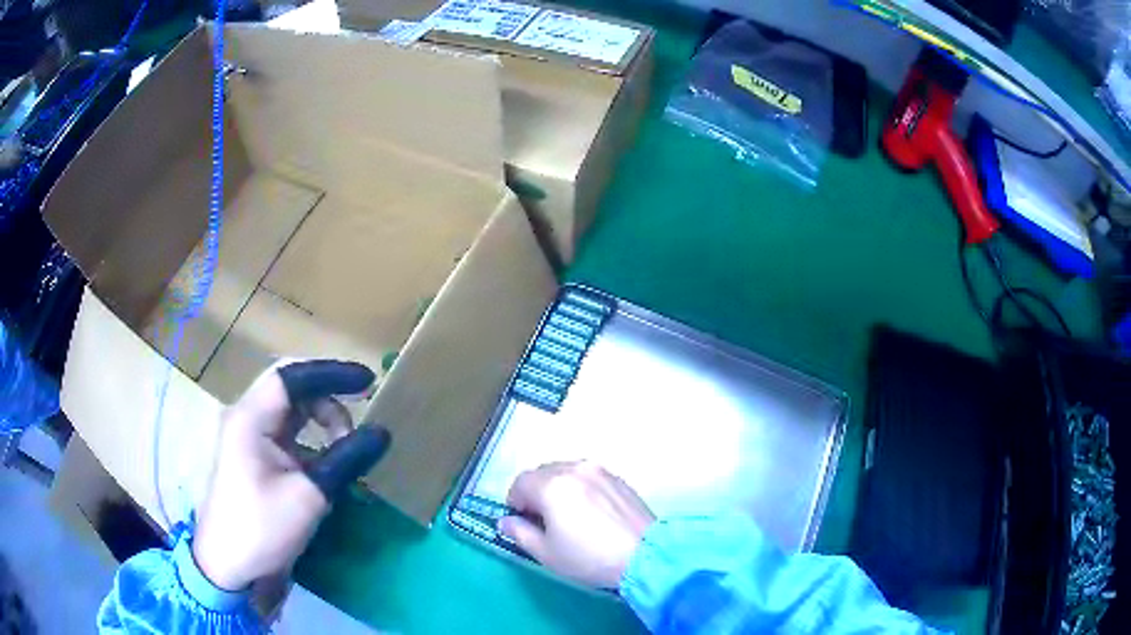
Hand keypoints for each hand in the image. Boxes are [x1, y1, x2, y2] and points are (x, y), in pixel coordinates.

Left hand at [192, 360, 390, 590]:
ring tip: (345, 447)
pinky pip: (288, 433)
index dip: (331, 373)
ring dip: (321, 419)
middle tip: (359, 421)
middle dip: (328, 398)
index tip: (368, 381)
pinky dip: (313, 439)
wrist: (228, 565)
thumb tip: (382, 433)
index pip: (292, 376)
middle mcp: (247, 418)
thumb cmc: (262, 528)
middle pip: (291, 388)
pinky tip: (329, 462)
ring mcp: (248, 437)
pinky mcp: (255, 457)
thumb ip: (345, 459)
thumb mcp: (309, 496)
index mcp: (251, 418)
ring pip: (290, 410)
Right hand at [500, 461, 654, 588]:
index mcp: (552, 485)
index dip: (515, 502)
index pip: (520, 482)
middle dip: (535, 493)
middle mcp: (574, 469)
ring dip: (557, 488)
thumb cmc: (589, 557)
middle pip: (542, 473)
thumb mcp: (546, 553)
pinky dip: (579, 488)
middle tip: (543, 521)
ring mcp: (599, 471)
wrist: (644, 555)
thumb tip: (506, 521)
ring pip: (565, 472)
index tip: (522, 522)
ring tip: (567, 516)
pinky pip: (587, 476)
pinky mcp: (617, 478)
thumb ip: (519, 533)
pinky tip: (589, 513)